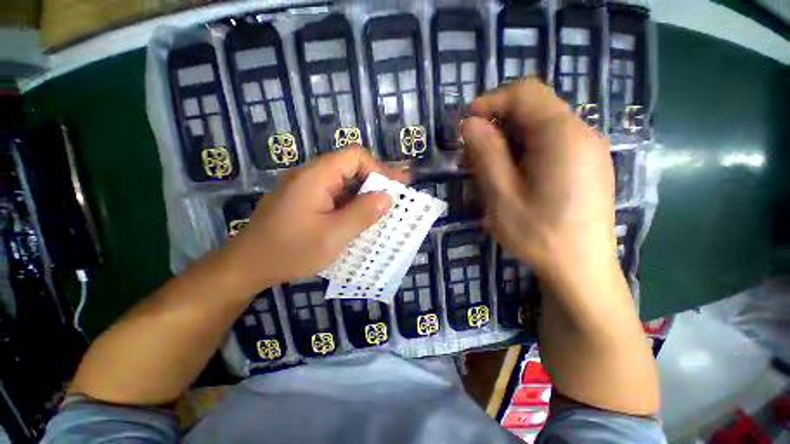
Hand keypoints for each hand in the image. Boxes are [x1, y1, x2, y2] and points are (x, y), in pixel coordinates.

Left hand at [223, 147, 408, 291]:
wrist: (248, 266)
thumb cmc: (290, 250)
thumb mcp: (333, 235)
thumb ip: (362, 214)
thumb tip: (387, 197)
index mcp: (316, 176)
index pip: (354, 156)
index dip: (378, 169)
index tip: (393, 189)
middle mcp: (310, 175)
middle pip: (350, 167)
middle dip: (375, 181)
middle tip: (395, 197)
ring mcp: (306, 188)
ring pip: (343, 182)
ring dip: (364, 194)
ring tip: (383, 209)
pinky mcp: (305, 200)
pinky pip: (334, 195)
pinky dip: (351, 204)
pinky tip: (360, 217)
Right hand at [461, 80, 616, 281]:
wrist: (581, 270)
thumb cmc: (539, 235)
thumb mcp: (502, 195)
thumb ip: (486, 154)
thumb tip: (470, 123)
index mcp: (562, 135)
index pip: (525, 94)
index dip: (491, 101)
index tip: (466, 122)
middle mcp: (581, 134)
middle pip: (534, 109)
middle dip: (497, 125)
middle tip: (473, 154)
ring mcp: (587, 150)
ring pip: (539, 128)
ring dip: (508, 141)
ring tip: (488, 170)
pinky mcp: (586, 166)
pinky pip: (550, 145)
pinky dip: (523, 152)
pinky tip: (512, 178)